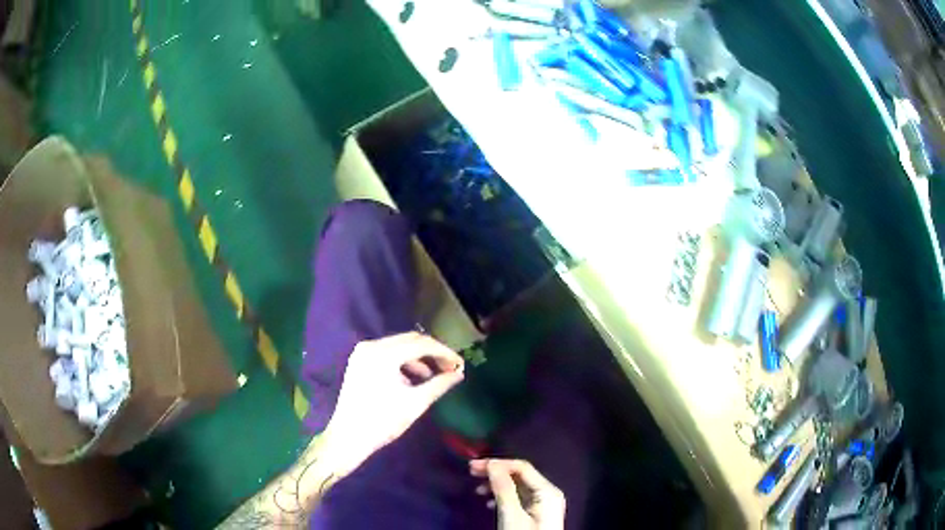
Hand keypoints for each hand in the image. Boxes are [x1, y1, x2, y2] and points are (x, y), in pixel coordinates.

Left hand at [322, 332, 464, 474]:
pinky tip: (412, 381)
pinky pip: (387, 354)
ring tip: (432, 378)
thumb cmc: (383, 422)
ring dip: (418, 358)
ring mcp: (362, 353)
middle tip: (450, 367)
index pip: (422, 344)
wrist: (349, 438)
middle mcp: (371, 346)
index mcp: (383, 355)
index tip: (460, 364)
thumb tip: (459, 374)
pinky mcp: (358, 361)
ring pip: (399, 346)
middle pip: (410, 340)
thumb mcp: (416, 403)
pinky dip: (402, 363)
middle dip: (432, 353)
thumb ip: (440, 384)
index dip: (444, 352)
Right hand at [470, 459, 565, 529]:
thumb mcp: (511, 515)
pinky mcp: (537, 514)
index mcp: (547, 491)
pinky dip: (503, 497)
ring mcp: (544, 504)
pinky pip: (520, 498)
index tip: (472, 466)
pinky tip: (490, 503)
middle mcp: (549, 493)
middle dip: (495, 472)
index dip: (497, 463)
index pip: (522, 467)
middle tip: (471, 472)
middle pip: (520, 475)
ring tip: (478, 490)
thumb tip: (492, 464)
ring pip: (518, 486)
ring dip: (497, 485)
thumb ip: (503, 489)